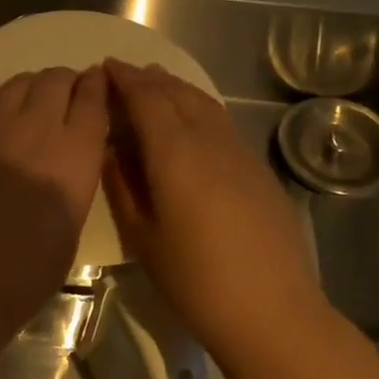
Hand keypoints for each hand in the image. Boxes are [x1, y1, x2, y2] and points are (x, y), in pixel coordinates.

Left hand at [0, 65, 110, 338]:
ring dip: (36, 85)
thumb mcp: (73, 221)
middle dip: (68, 81)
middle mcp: (37, 128)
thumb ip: (77, 177)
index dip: (98, 85)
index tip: (100, 81)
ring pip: (21, 83)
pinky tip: (7, 119)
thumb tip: (73, 157)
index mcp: (75, 153)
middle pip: (56, 80)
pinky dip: (7, 101)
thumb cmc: (30, 269)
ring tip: (40, 98)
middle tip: (70, 93)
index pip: (93, 98)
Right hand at [102, 59, 326, 347]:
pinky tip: (191, 119)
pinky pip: (222, 122)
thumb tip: (108, 150)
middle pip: (176, 93)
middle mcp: (209, 140)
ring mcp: (240, 152)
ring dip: (176, 87)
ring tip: (156, 83)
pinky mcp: (258, 169)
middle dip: (148, 78)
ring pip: (204, 103)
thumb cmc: (195, 280)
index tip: (105, 67)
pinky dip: (199, 107)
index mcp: (175, 153)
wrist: (272, 311)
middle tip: (124, 72)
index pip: (146, 99)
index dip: (124, 80)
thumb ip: (121, 186)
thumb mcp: (142, 237)